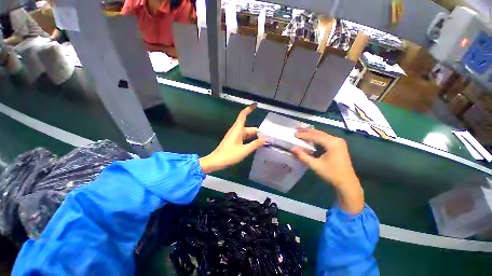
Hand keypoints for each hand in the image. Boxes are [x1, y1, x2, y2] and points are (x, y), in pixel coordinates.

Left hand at [199, 104, 266, 173]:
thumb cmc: (229, 155)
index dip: (249, 109)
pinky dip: (250, 139)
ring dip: (255, 136)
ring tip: (264, 140)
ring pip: (247, 133)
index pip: (243, 115)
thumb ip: (255, 144)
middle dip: (258, 131)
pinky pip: (244, 137)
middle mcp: (236, 130)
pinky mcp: (234, 141)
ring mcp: (235, 136)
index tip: (256, 105)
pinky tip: (256, 144)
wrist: (216, 161)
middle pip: (249, 127)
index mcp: (237, 129)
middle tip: (268, 136)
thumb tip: (266, 138)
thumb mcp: (244, 150)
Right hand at [292, 128, 363, 213]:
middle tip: (297, 127)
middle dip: (307, 130)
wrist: (347, 183)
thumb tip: (292, 148)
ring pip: (322, 134)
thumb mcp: (315, 165)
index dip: (304, 135)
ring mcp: (338, 142)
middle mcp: (336, 140)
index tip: (294, 133)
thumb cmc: (331, 174)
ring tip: (301, 129)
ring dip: (311, 132)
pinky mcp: (338, 145)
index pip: (315, 136)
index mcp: (332, 143)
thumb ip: (303, 156)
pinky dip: (316, 136)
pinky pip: (325, 138)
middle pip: (319, 133)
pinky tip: (311, 135)